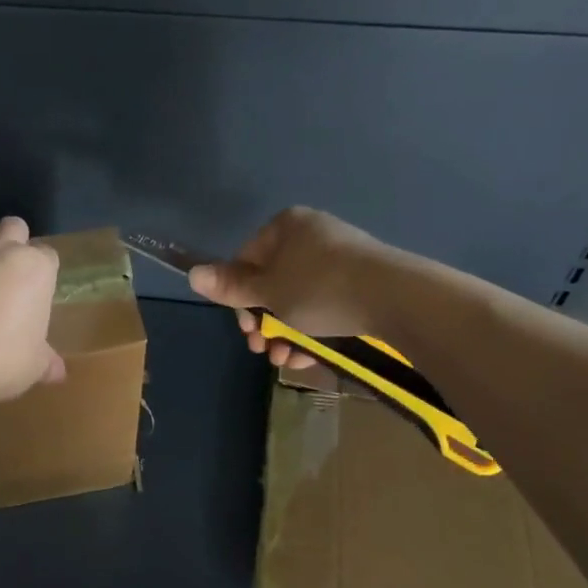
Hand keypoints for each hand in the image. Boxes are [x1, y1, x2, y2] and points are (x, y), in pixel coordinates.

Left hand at [0, 217, 64, 403]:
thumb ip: (46, 362)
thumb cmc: (1, 358)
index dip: (44, 272)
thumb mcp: (33, 366)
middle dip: (15, 241)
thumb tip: (57, 372)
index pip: (48, 255)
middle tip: (11, 274)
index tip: (39, 295)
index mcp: (35, 269)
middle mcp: (0, 253)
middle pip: (14, 227)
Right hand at [187, 206, 387, 368]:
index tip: (246, 329)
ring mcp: (341, 259)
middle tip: (262, 350)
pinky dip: (313, 331)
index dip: (239, 299)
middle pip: (273, 284)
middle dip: (264, 323)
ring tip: (285, 360)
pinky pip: (326, 306)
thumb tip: (192, 274)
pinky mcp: (363, 283)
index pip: (246, 261)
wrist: (396, 298)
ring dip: (285, 334)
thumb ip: (231, 287)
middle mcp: (312, 236)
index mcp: (286, 227)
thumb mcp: (267, 291)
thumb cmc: (319, 289)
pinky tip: (309, 357)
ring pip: (299, 300)